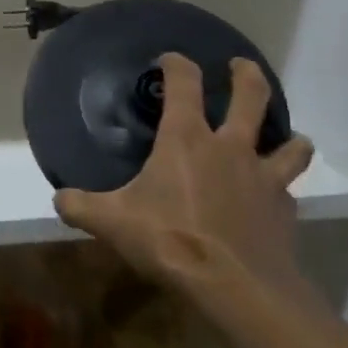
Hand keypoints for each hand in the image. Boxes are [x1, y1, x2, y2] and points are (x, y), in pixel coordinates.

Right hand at [53, 54, 317, 310]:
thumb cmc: (170, 240)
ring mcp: (264, 178)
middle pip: (250, 98)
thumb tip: (58, 199)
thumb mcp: (112, 223)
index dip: (177, 65)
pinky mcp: (283, 210)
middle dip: (247, 76)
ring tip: (290, 137)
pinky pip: (286, 191)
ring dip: (290, 138)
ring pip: (289, 145)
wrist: (236, 287)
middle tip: (240, 66)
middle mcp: (230, 148)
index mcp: (186, 140)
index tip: (170, 59)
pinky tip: (274, 200)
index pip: (184, 84)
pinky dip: (281, 191)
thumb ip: (81, 206)